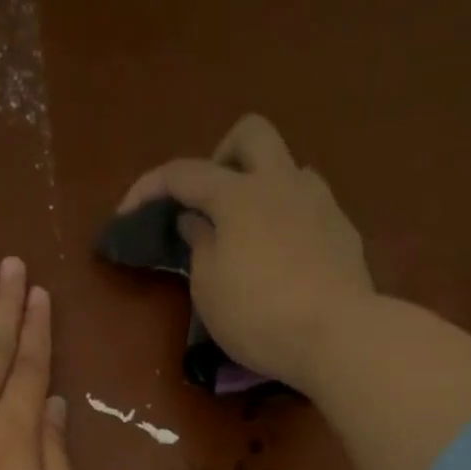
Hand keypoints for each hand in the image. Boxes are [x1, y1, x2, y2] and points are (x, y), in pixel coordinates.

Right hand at [117, 114, 374, 392]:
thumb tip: (197, 220)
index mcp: (239, 195)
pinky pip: (309, 207)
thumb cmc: (258, 315)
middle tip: (209, 201)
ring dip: (261, 190)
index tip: (126, 213)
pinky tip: (282, 260)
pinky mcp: (343, 231)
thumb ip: (199, 245)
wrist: (337, 335)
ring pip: (287, 169)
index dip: (149, 187)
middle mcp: (282, 183)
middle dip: (222, 156)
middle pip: (251, 134)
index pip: (184, 173)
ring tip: (248, 237)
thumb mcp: (209, 288)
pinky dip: (287, 221)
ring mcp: (319, 203)